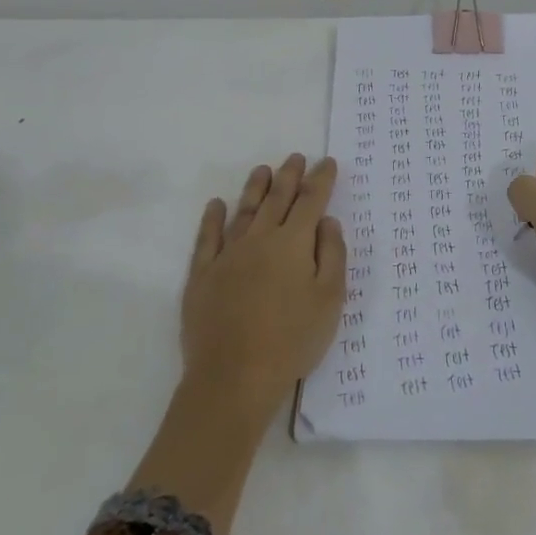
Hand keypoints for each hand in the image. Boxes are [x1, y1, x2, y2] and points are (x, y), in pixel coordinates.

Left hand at [130, 154, 346, 534]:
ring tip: (263, 170)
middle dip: (290, 176)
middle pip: (277, 199)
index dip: (321, 180)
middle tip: (296, 157)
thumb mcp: (330, 300)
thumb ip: (333, 255)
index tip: (328, 162)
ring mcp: (228, 255)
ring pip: (244, 211)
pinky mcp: (202, 275)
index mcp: (294, 243)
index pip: (311, 201)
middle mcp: (260, 239)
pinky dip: (212, 218)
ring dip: (255, 188)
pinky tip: (216, 205)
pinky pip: (207, 238)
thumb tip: (327, 222)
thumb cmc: (292, 340)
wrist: (234, 377)